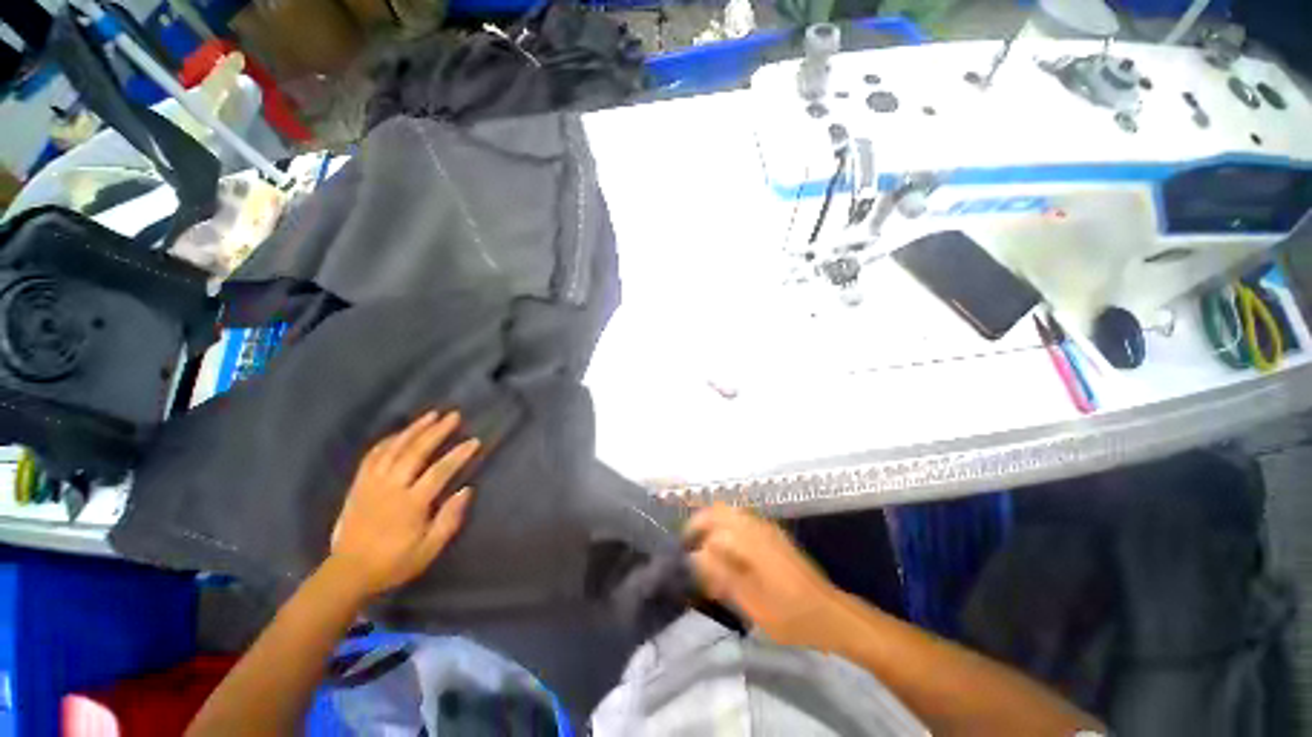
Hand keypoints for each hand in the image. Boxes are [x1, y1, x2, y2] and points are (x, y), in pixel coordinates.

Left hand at [329, 411, 477, 597]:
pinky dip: (387, 441)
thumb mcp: (428, 550)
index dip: (458, 455)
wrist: (348, 572)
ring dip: (414, 429)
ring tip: (431, 415)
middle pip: (415, 452)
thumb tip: (467, 490)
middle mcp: (390, 488)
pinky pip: (372, 456)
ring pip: (393, 449)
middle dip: (436, 431)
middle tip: (454, 416)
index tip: (474, 441)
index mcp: (410, 504)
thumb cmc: (394, 562)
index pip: (439, 472)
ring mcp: (371, 484)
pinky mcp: (358, 485)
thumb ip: (449, 520)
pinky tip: (400, 433)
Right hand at [686, 505, 843, 648]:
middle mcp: (757, 525)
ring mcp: (766, 528)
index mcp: (751, 539)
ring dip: (713, 527)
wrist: (830, 613)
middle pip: (719, 511)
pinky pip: (742, 522)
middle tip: (691, 548)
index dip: (695, 541)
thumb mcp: (752, 603)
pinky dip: (727, 531)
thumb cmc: (790, 614)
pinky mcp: (773, 535)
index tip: (686, 561)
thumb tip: (695, 555)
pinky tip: (728, 556)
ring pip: (730, 514)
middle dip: (700, 525)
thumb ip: (721, 574)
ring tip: (707, 555)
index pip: (711, 526)